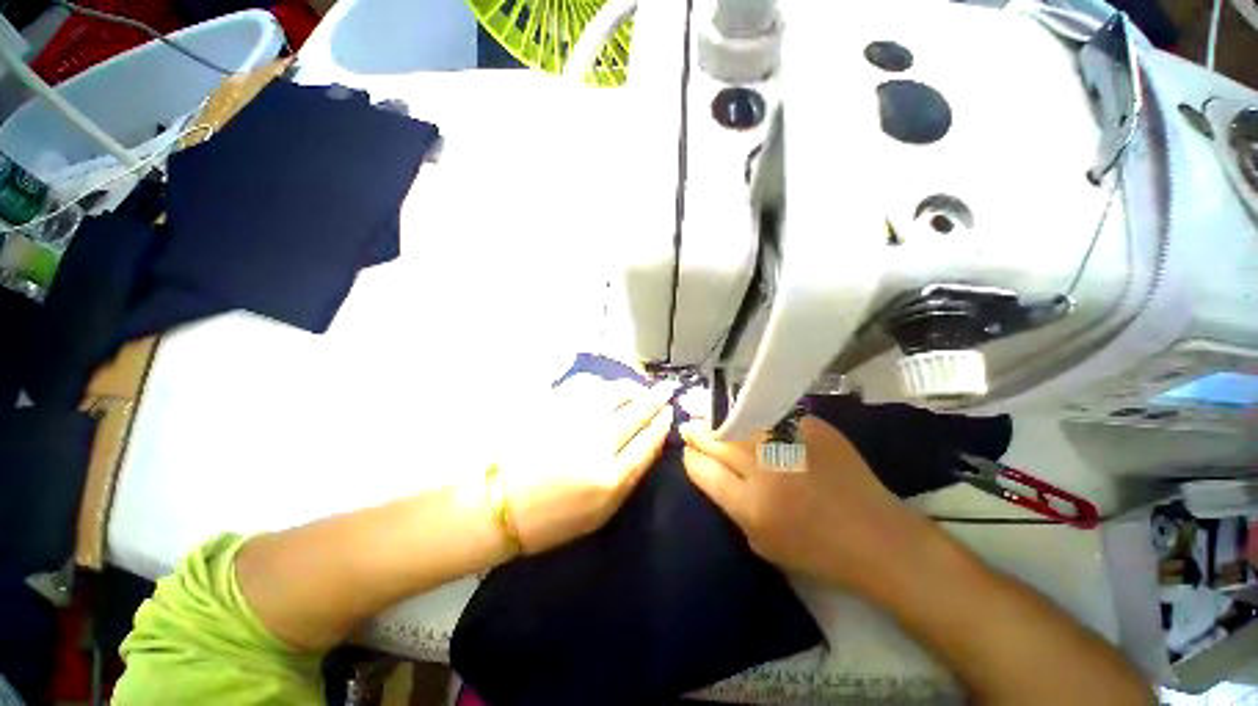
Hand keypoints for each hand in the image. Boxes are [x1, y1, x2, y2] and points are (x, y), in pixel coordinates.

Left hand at [496, 377, 676, 554]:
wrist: (497, 505)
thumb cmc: (550, 520)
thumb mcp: (600, 515)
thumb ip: (629, 480)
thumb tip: (650, 445)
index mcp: (610, 478)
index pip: (648, 441)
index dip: (662, 423)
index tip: (669, 411)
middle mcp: (597, 443)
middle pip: (637, 412)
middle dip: (656, 398)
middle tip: (666, 389)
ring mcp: (573, 420)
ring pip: (614, 392)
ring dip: (632, 388)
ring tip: (637, 389)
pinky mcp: (552, 406)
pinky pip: (586, 385)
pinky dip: (602, 384)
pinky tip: (605, 387)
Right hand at [681, 416, 929, 591]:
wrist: (877, 537)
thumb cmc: (817, 551)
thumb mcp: (761, 542)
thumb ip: (731, 504)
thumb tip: (711, 471)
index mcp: (750, 504)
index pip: (702, 468)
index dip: (690, 457)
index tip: (689, 451)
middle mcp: (765, 468)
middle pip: (716, 440)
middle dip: (697, 432)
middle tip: (690, 426)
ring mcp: (789, 443)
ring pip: (739, 420)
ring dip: (720, 419)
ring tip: (711, 415)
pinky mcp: (811, 427)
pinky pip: (771, 415)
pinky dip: (756, 416)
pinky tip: (749, 414)